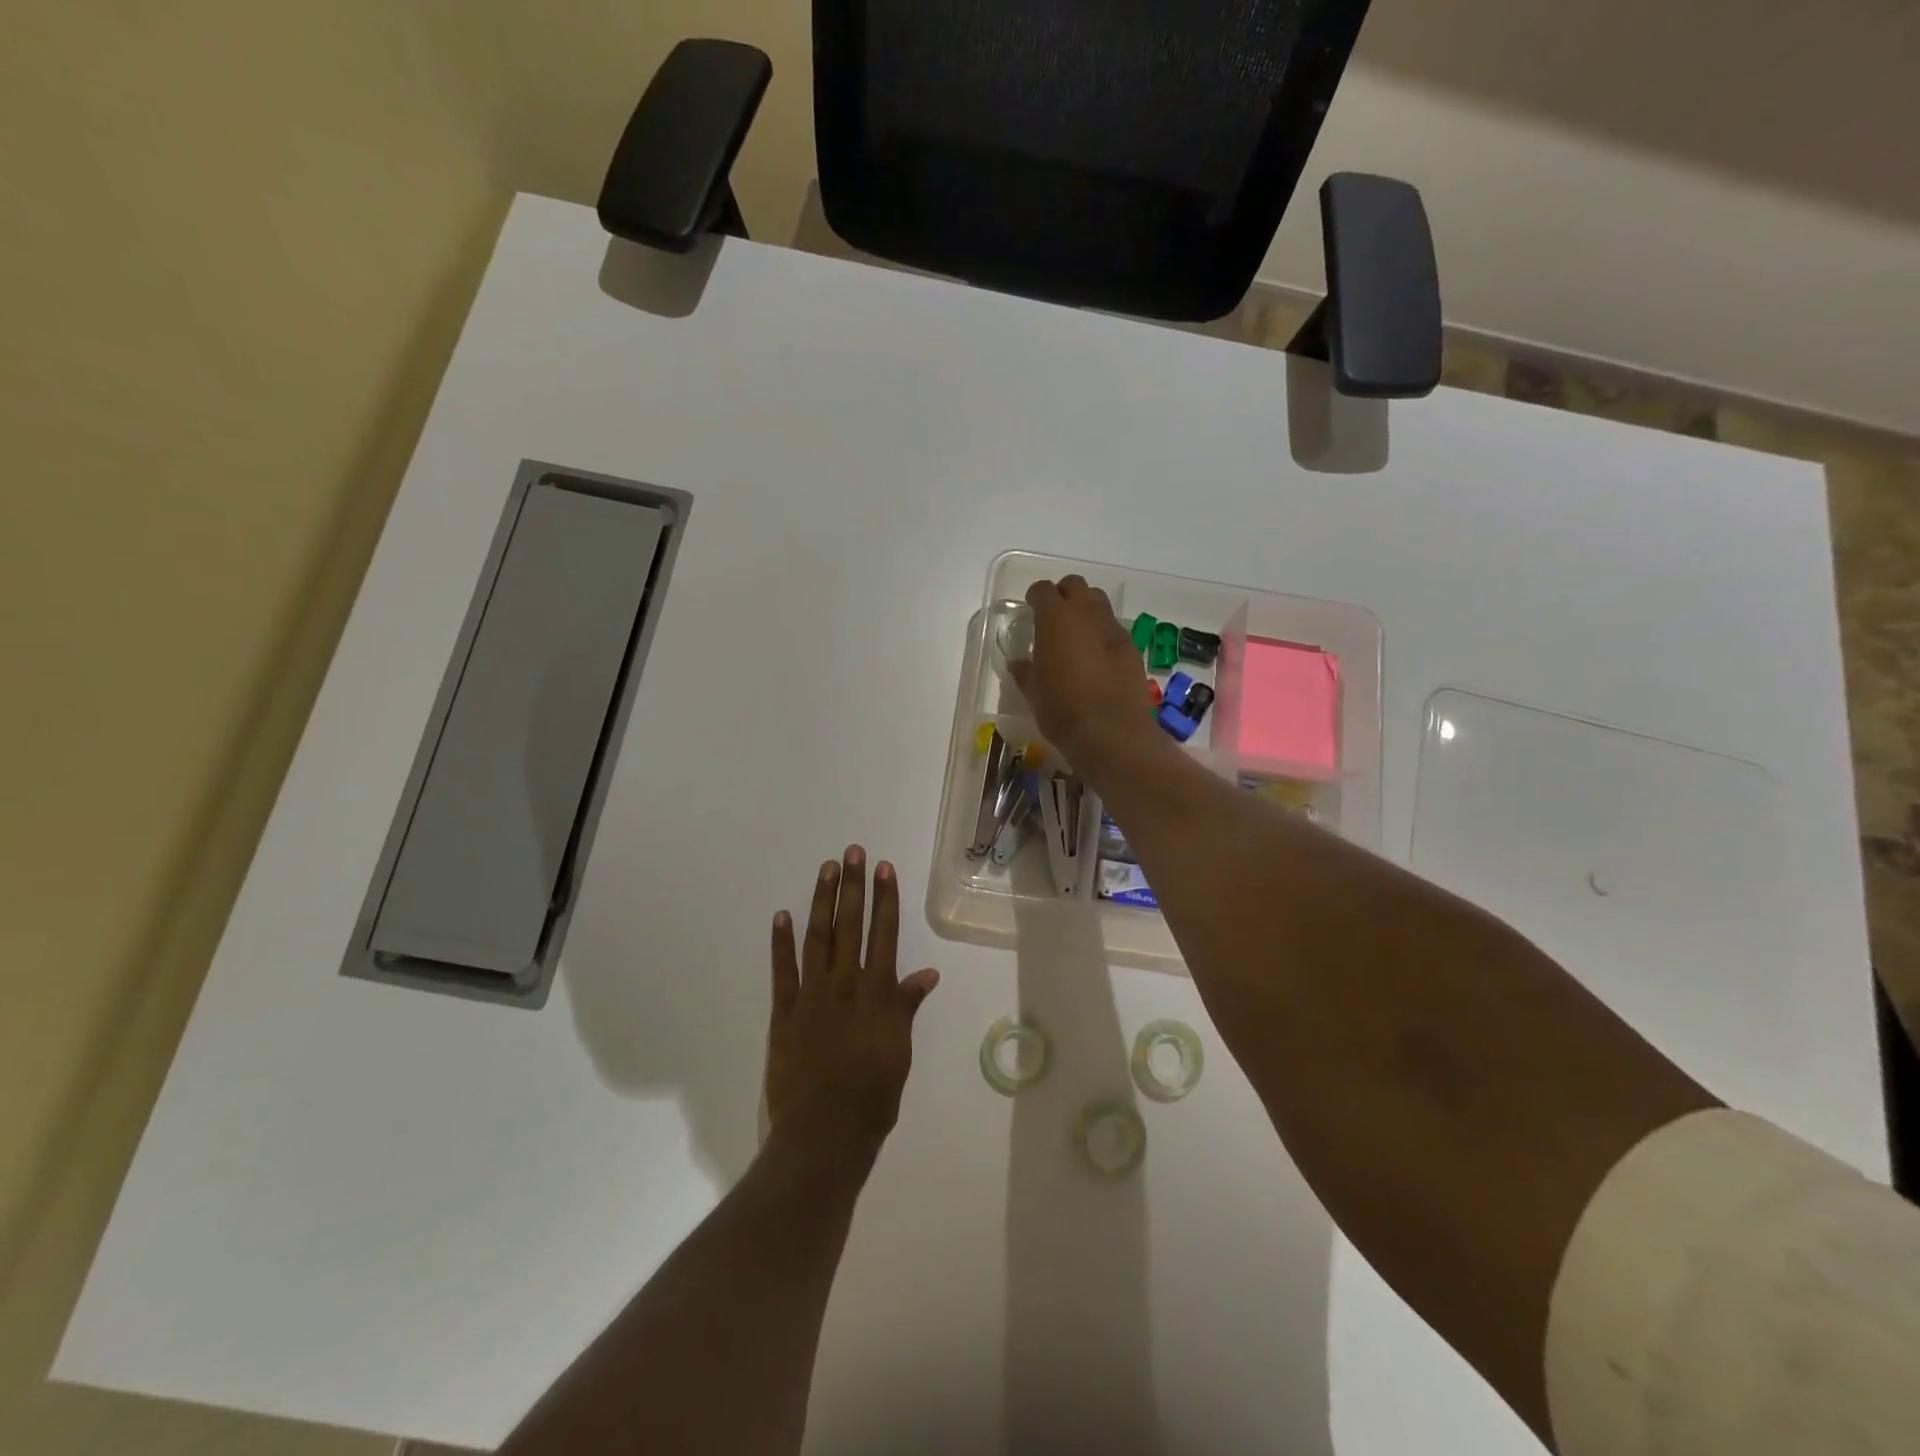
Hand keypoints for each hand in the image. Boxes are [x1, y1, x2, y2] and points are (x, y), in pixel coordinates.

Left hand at [767, 847, 939, 1159]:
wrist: (826, 1132)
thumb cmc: (873, 1095)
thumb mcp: (900, 1051)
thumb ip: (907, 1007)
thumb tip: (927, 973)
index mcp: (878, 992)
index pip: (884, 933)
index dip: (885, 898)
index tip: (883, 868)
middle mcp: (846, 983)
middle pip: (851, 925)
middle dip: (853, 886)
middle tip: (852, 852)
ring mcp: (812, 995)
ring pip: (818, 937)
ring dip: (822, 901)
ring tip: (826, 869)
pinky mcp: (784, 1012)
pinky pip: (782, 970)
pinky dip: (781, 942)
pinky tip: (782, 916)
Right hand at [1009, 576, 1161, 774]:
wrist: (1111, 732)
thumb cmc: (1061, 709)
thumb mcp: (1034, 692)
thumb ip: (1025, 671)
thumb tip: (1018, 663)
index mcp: (1055, 618)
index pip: (1043, 590)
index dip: (1035, 597)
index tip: (1031, 609)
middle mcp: (1086, 613)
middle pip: (1075, 585)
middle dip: (1063, 595)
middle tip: (1054, 618)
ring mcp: (1113, 628)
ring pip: (1098, 602)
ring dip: (1086, 610)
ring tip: (1077, 635)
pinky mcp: (1132, 647)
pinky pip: (1114, 628)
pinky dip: (1103, 634)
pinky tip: (1098, 658)